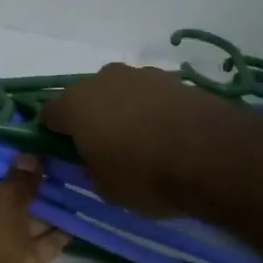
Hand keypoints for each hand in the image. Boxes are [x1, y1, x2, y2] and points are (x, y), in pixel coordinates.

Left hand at [0, 157, 69, 262]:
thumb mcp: (2, 198)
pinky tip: (74, 225)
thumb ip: (21, 179)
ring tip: (72, 194)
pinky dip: (47, 241)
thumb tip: (32, 156)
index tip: (28, 156)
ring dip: (41, 216)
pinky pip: (27, 252)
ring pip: (14, 229)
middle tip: (56, 172)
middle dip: (24, 193)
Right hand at [41, 64, 241, 216]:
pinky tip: (166, 136)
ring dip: (124, 113)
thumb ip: (89, 168)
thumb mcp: (105, 188)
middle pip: (87, 98)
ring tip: (142, 144)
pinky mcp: (174, 80)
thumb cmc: (145, 176)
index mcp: (76, 104)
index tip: (67, 154)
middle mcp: (104, 80)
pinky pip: (150, 97)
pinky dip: (152, 112)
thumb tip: (93, 158)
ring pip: (121, 94)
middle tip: (105, 149)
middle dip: (91, 119)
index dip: (54, 134)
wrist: (212, 156)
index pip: (50, 114)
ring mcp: (142, 75)